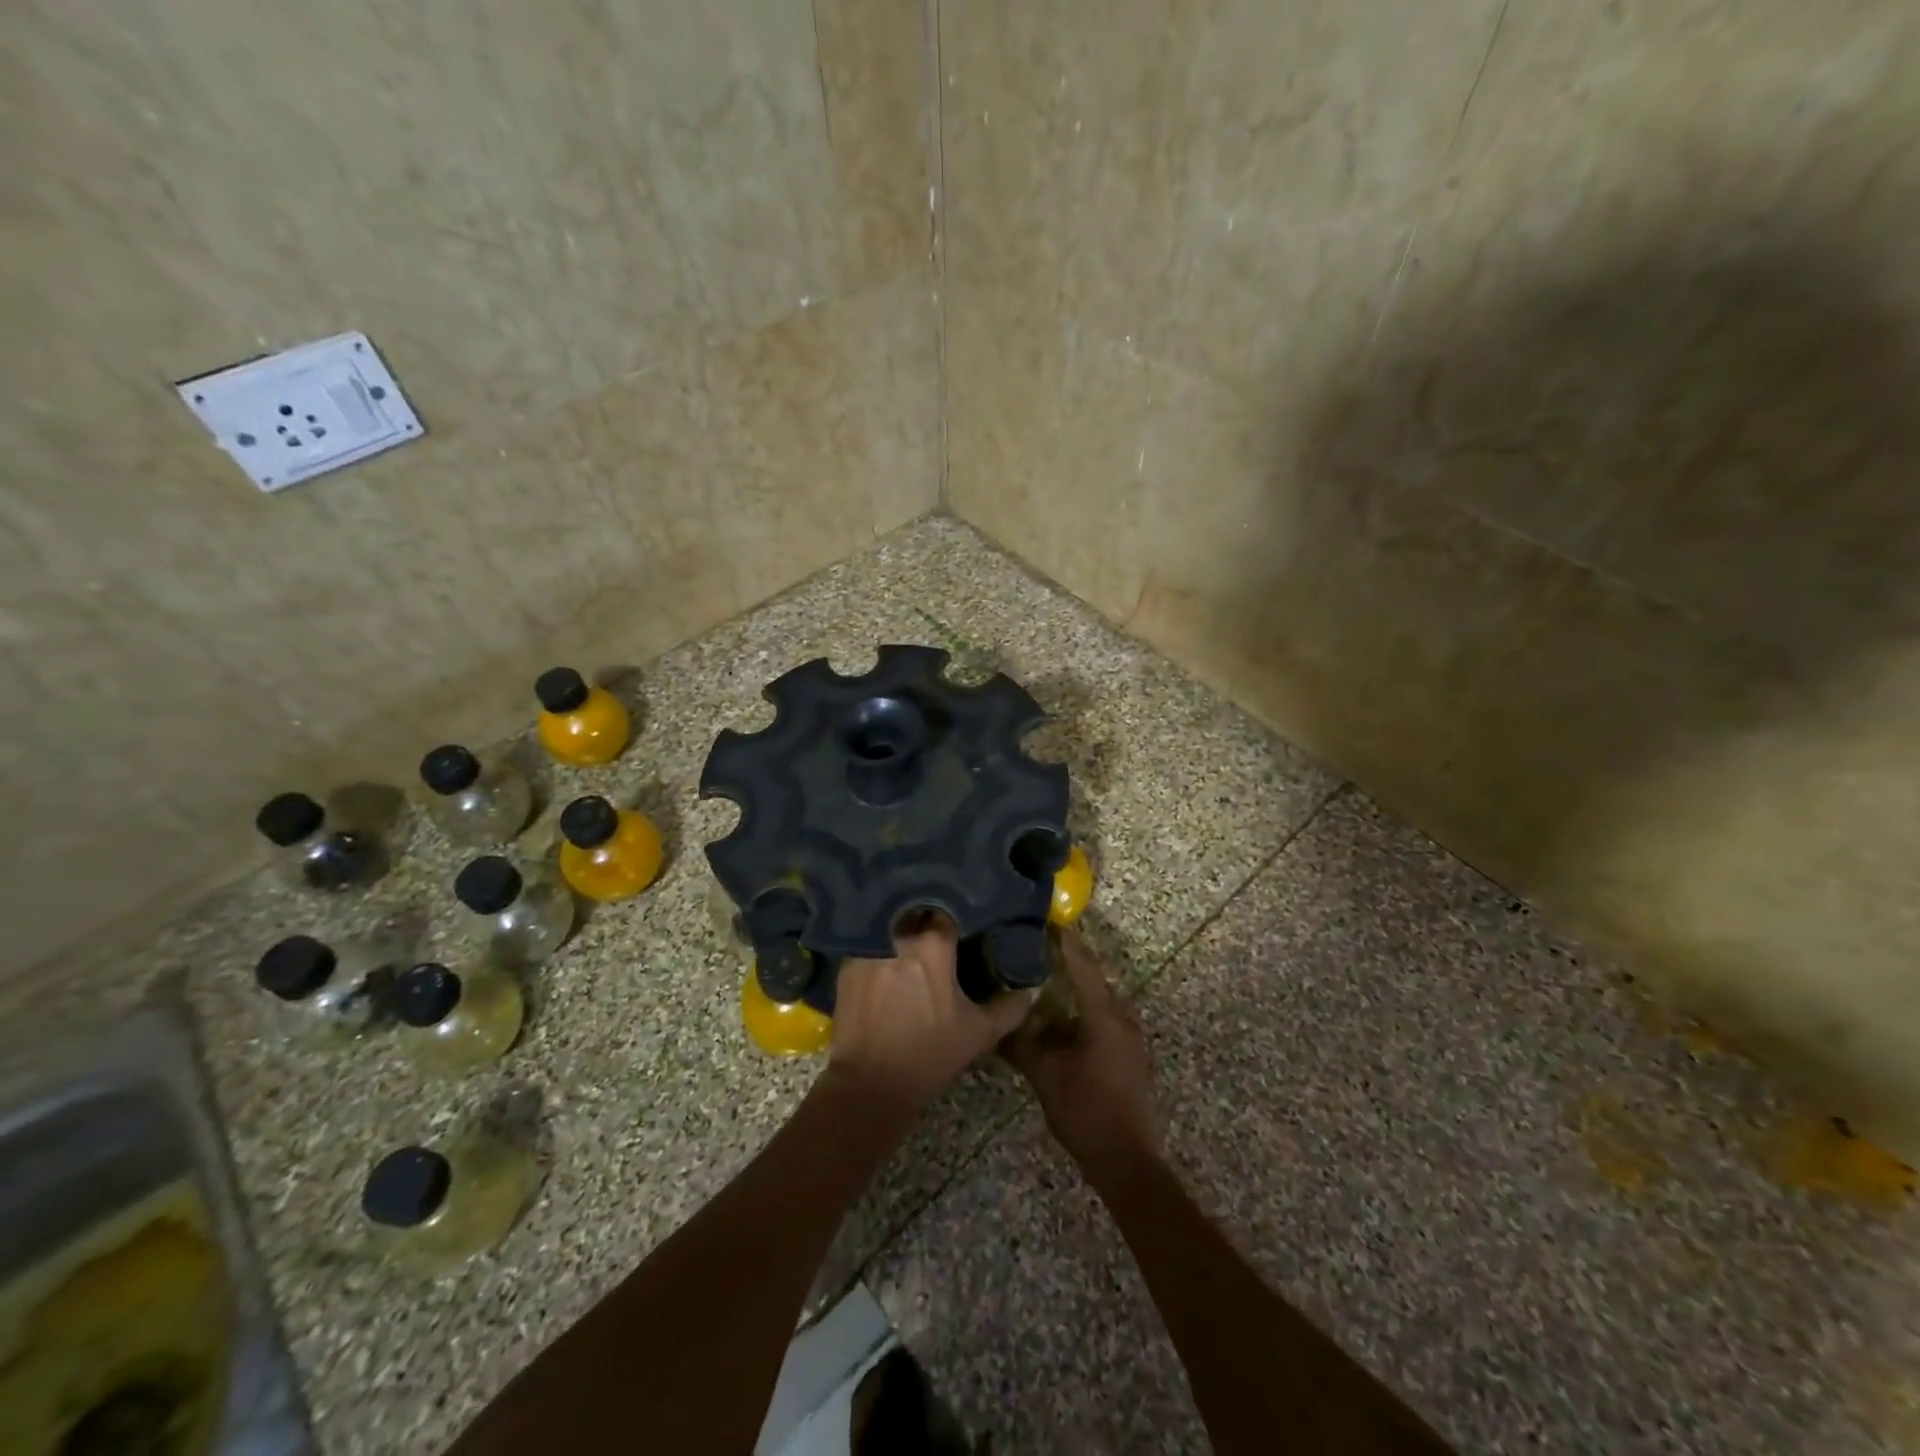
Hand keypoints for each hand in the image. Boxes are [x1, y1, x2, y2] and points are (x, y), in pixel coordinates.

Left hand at [830, 915, 1035, 1115]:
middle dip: (925, 918)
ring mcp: (867, 946)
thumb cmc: (929, 1054)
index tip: (961, 926)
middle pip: (915, 913)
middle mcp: (898, 935)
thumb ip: (1009, 1008)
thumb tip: (1029, 990)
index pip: (947, 911)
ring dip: (899, 930)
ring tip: (908, 943)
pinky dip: (876, 947)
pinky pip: (867, 943)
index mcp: (933, 945)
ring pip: (889, 925)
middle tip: (935, 933)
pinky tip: (884, 961)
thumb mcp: (978, 1033)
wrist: (870, 1083)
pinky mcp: (846, 963)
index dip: (955, 916)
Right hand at [1004, 928, 1162, 1181]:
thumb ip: (1022, 1044)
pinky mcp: (1129, 1053)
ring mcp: (1129, 1036)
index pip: (1082, 965)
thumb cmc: (1086, 1111)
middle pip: (1092, 977)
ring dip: (1074, 987)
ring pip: (1098, 999)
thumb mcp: (1045, 1076)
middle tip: (1038, 946)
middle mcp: (1122, 1017)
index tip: (1048, 919)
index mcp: (1104, 1014)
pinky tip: (1061, 1016)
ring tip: (1045, 976)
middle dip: (1067, 960)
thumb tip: (999, 1022)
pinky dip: (1081, 1008)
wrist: (1128, 1159)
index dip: (1065, 941)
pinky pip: (1102, 1017)